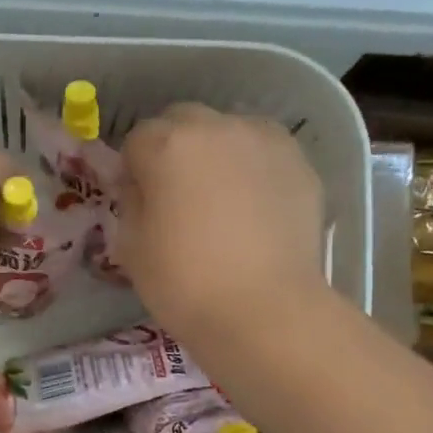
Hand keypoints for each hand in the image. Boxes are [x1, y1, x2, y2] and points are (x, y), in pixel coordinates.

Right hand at [118, 103, 329, 347]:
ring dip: (217, 154)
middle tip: (179, 196)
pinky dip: (254, 170)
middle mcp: (218, 127)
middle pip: (184, 122)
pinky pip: (265, 155)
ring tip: (222, 200)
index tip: (139, 201)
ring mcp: (266, 141)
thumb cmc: (185, 283)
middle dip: (175, 149)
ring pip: (229, 131)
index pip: (137, 138)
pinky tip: (255, 210)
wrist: (265, 311)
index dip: (134, 169)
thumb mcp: (132, 248)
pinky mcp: (301, 164)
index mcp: (168, 145)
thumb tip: (142, 187)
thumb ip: (131, 203)